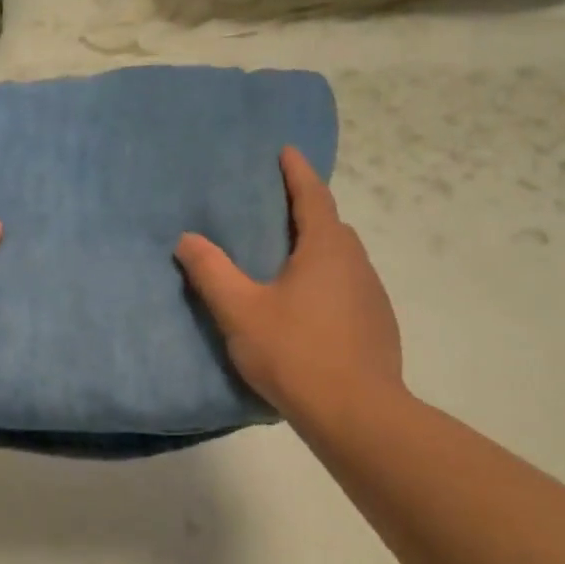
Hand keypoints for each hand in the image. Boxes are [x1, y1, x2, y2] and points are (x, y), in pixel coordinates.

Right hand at [176, 147, 400, 418]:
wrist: (355, 412)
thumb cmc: (295, 353)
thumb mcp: (241, 312)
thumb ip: (211, 273)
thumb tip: (187, 239)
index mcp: (325, 249)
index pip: (312, 196)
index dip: (297, 172)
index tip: (286, 151)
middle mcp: (355, 263)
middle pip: (330, 226)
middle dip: (305, 212)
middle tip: (274, 210)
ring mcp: (372, 295)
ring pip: (341, 260)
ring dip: (316, 251)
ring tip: (286, 261)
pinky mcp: (377, 326)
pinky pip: (348, 289)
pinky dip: (327, 284)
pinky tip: (307, 310)